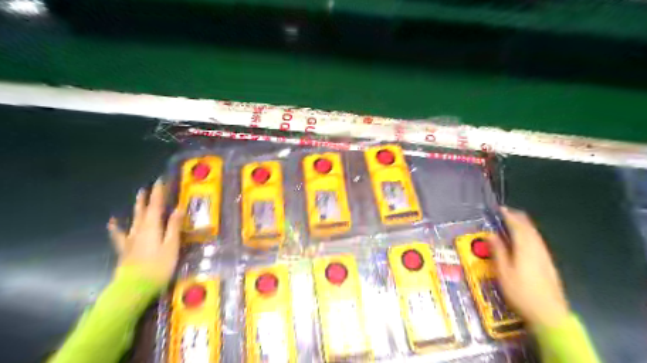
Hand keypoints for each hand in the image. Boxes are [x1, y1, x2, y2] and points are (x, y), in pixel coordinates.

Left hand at [105, 180, 180, 283]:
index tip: (161, 180)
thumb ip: (174, 226)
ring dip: (137, 207)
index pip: (156, 205)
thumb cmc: (158, 266)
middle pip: (144, 210)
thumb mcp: (172, 245)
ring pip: (135, 218)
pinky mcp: (126, 249)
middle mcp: (140, 229)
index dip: (159, 193)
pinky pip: (119, 235)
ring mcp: (131, 239)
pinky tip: (112, 222)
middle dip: (147, 197)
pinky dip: (116, 228)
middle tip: (149, 186)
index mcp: (153, 227)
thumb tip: (178, 208)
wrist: (134, 288)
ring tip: (138, 196)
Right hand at [488, 207, 567, 328]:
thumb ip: (498, 251)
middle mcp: (537, 248)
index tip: (500, 208)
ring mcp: (545, 255)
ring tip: (513, 221)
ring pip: (535, 234)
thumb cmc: (520, 292)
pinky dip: (528, 234)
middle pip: (529, 227)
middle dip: (517, 217)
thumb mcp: (503, 272)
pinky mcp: (548, 263)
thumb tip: (491, 234)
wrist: (548, 313)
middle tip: (505, 212)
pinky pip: (537, 241)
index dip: (508, 215)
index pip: (517, 226)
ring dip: (524, 225)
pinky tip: (524, 239)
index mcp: (525, 247)